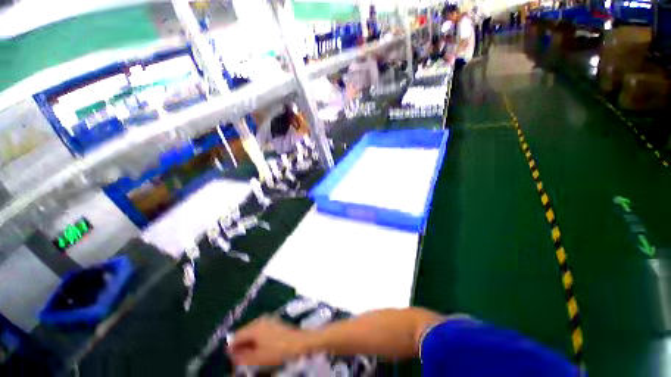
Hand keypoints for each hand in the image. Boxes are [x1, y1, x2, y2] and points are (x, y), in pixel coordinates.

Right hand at [227, 317, 309, 366]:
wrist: (299, 342)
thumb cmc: (277, 351)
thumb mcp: (257, 358)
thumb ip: (242, 358)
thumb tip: (232, 356)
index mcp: (254, 327)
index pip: (236, 336)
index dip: (231, 349)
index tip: (231, 360)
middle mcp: (259, 320)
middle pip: (244, 332)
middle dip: (240, 346)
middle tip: (239, 359)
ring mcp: (268, 320)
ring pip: (252, 332)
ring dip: (248, 343)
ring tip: (249, 356)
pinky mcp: (274, 322)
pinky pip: (260, 330)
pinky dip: (257, 339)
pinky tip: (260, 349)